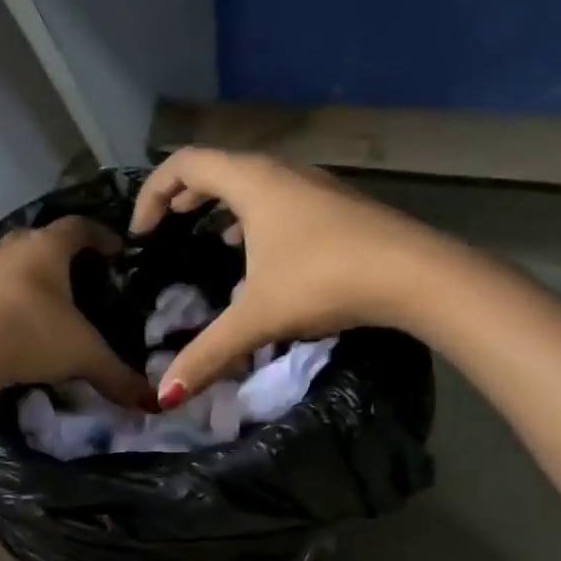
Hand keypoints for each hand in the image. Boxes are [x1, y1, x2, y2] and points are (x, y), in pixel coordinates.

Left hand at [0, 216, 153, 407]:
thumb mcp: (84, 355)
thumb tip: (153, 403)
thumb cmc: (33, 335)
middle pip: (42, 238)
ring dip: (33, 273)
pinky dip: (12, 295)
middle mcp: (14, 247)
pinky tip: (20, 318)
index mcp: (47, 246)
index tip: (117, 250)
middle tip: (83, 272)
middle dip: (64, 252)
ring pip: (15, 260)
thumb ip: (118, 375)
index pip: (79, 227)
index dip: (101, 236)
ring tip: (51, 297)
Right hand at [130, 148, 457, 404]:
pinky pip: (278, 199)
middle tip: (163, 229)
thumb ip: (207, 353)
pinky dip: (252, 218)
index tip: (141, 234)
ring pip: (251, 183)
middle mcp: (281, 172)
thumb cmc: (326, 280)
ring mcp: (314, 186)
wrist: (418, 275)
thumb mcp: (257, 317)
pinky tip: (255, 254)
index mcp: (252, 182)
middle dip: (182, 197)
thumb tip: (165, 396)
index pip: (184, 164)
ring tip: (203, 237)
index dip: (152, 194)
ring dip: (219, 205)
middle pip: (216, 167)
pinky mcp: (337, 206)